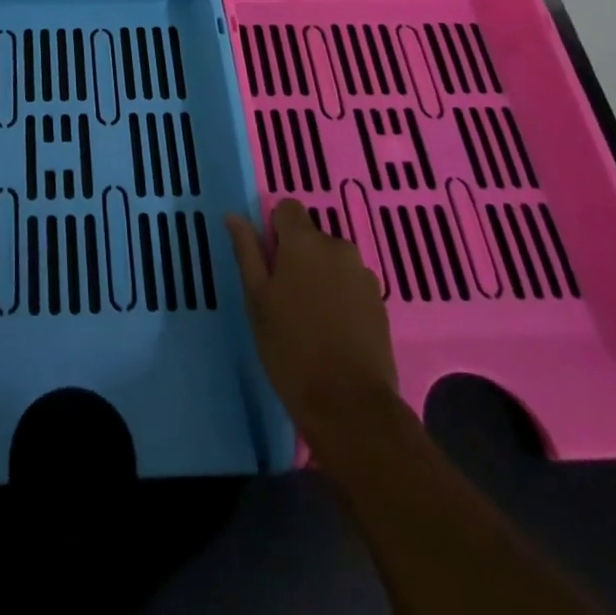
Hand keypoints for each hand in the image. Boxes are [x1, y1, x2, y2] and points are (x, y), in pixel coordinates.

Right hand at [226, 199, 397, 435]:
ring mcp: (364, 275)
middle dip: (298, 257)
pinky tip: (333, 331)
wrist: (350, 406)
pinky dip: (341, 297)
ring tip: (310, 318)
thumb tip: (235, 216)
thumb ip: (247, 251)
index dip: (275, 229)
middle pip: (311, 237)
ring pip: (332, 262)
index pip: (288, 208)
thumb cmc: (291, 349)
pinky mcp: (380, 303)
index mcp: (304, 241)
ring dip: (321, 277)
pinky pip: (352, 285)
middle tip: (284, 297)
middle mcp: (338, 247)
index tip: (268, 261)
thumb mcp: (256, 299)